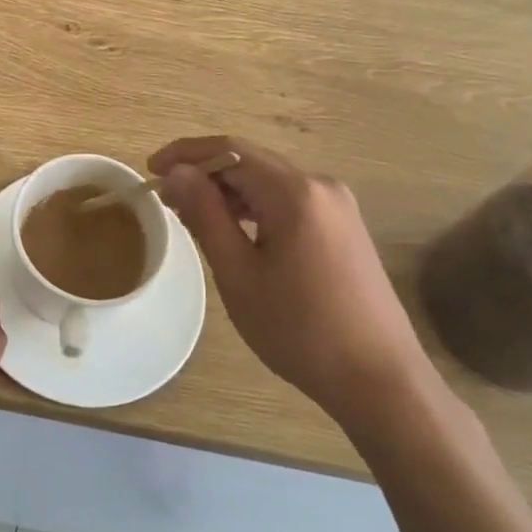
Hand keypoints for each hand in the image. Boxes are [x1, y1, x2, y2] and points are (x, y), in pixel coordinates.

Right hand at [151, 138, 430, 426]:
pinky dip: (256, 207)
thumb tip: (178, 172)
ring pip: (269, 182)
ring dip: (229, 192)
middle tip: (167, 200)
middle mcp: (321, 186)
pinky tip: (237, 232)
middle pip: (251, 162)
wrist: (380, 379)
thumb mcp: (239, 273)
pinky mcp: (344, 227)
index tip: (150, 170)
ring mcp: (338, 206)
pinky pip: (289, 201)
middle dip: (205, 174)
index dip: (185, 154)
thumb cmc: (299, 330)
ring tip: (194, 218)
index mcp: (295, 192)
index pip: (229, 151)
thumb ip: (206, 215)